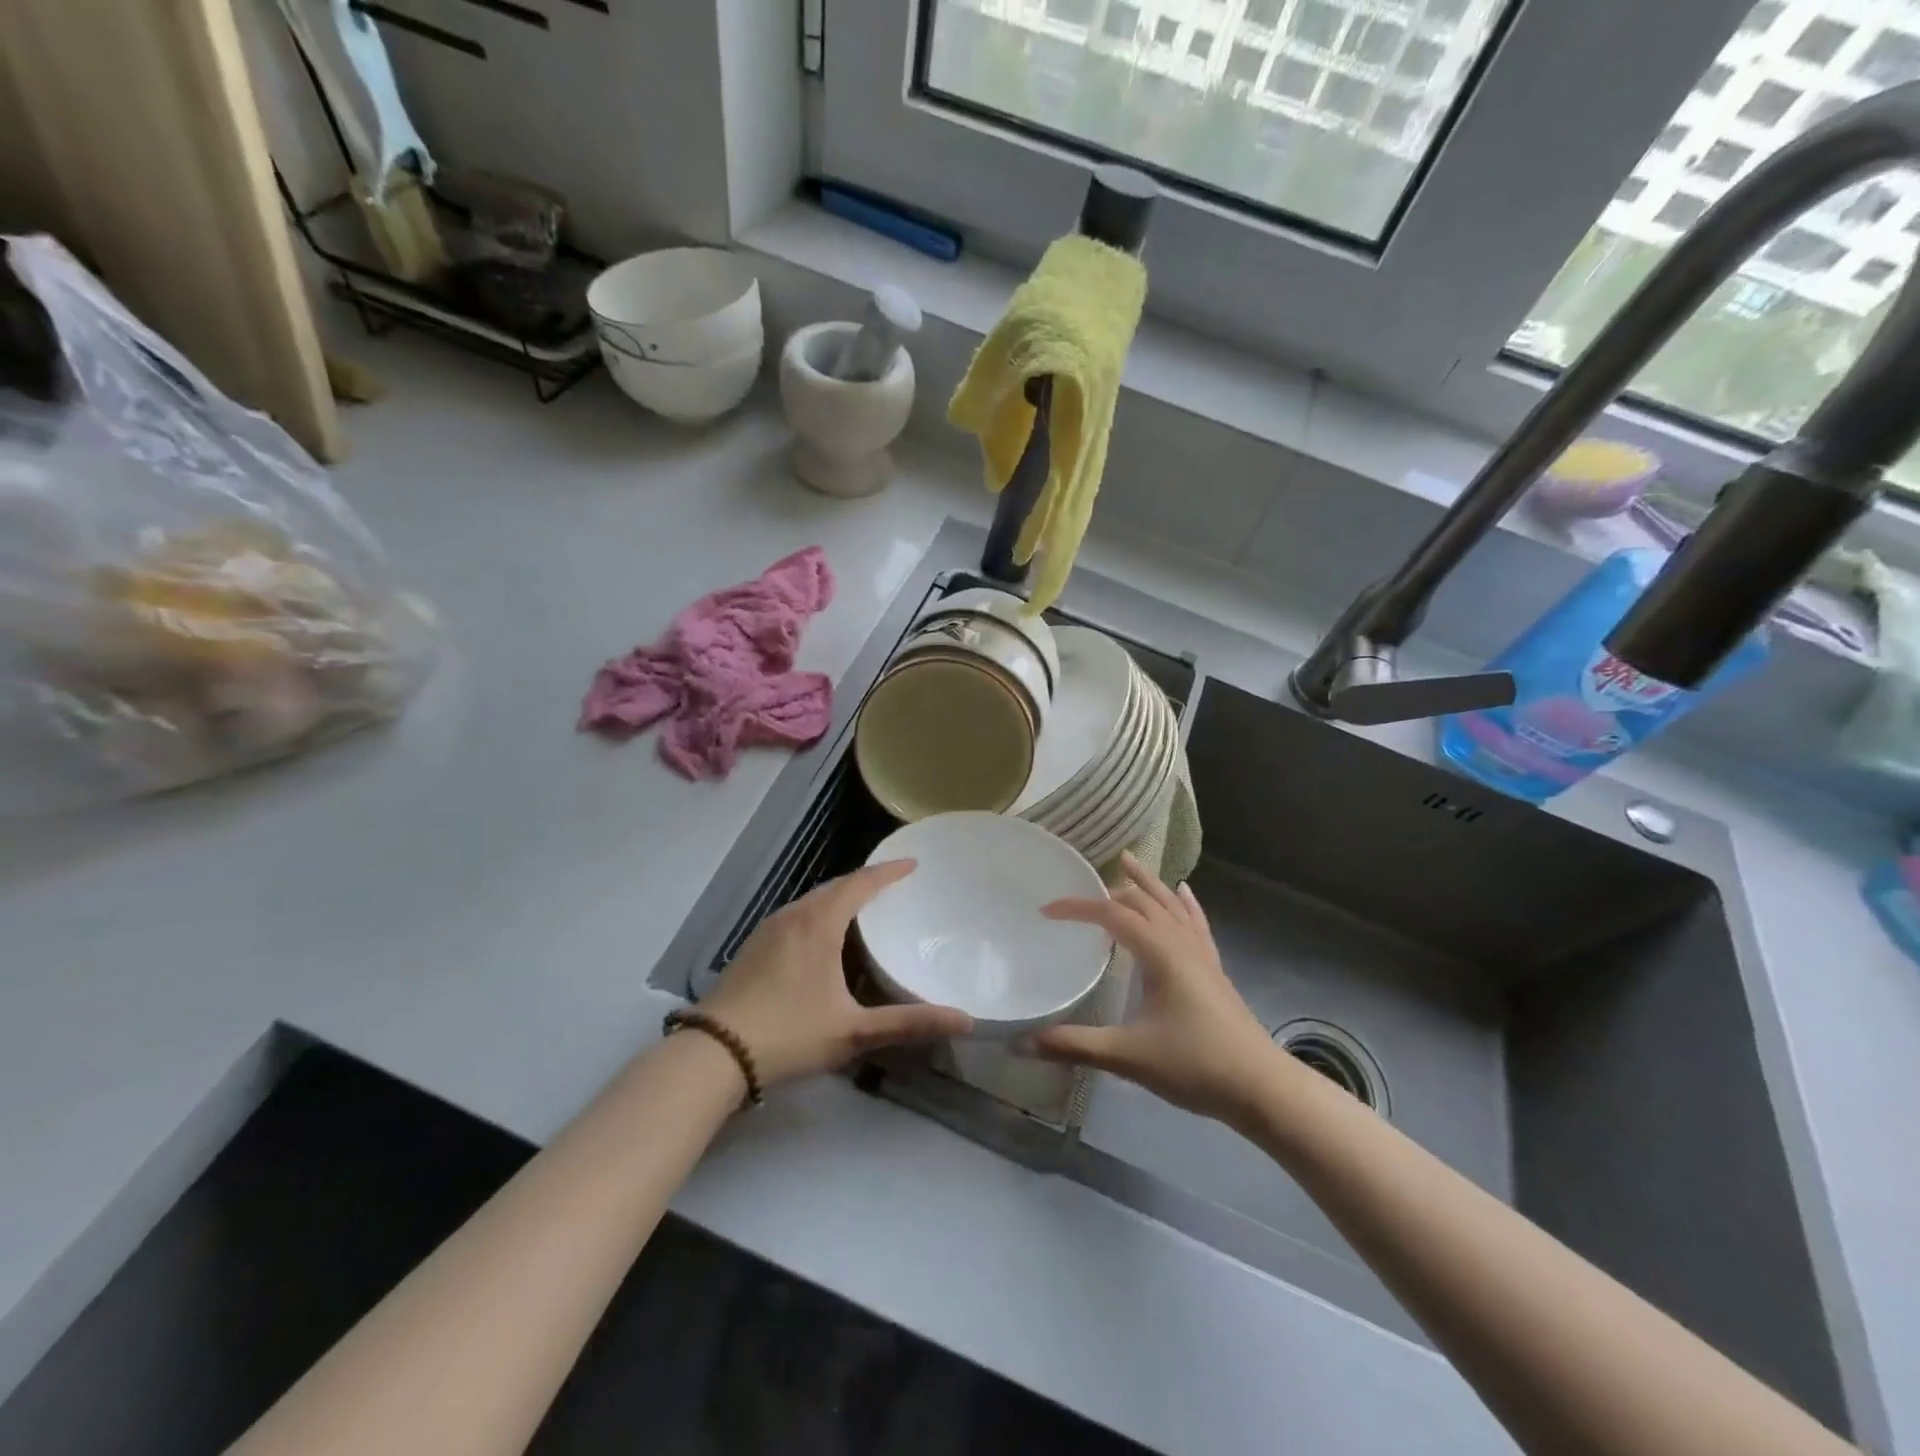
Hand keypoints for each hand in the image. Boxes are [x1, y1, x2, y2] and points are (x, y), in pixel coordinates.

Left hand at [699, 860, 972, 1086]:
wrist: (713, 1053)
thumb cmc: (789, 1034)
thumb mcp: (853, 1031)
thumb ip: (908, 1023)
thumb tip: (965, 1021)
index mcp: (820, 923)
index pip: (861, 883)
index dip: (889, 872)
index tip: (912, 863)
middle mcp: (794, 915)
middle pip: (836, 886)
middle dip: (866, 881)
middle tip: (894, 885)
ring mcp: (769, 928)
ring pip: (813, 900)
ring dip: (841, 896)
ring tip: (865, 907)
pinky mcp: (754, 945)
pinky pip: (797, 914)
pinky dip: (820, 912)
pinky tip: (825, 936)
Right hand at [1029, 853, 1279, 1126]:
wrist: (1260, 1087)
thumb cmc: (1194, 1065)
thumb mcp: (1128, 1056)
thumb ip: (1075, 1045)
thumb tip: (1023, 1043)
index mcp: (1158, 952)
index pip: (1111, 914)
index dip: (1077, 907)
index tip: (1046, 910)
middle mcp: (1180, 942)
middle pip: (1142, 901)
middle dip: (1109, 889)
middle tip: (1080, 889)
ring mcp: (1201, 954)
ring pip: (1170, 904)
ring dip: (1147, 883)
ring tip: (1129, 861)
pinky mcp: (1214, 968)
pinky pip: (1196, 922)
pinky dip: (1184, 903)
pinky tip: (1183, 891)